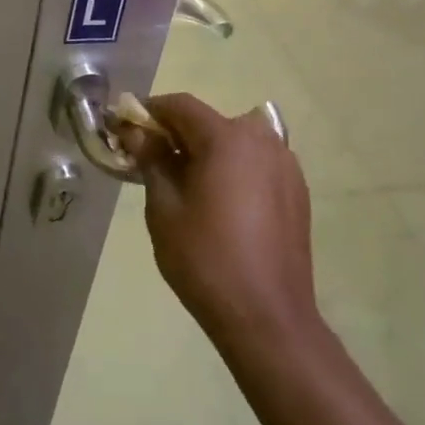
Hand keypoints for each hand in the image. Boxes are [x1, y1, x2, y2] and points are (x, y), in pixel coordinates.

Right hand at [118, 93, 321, 349]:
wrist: (268, 318)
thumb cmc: (205, 259)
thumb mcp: (164, 208)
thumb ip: (152, 160)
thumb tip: (137, 132)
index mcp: (228, 138)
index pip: (181, 106)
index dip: (150, 112)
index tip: (128, 128)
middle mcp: (263, 140)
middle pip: (210, 122)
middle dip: (179, 135)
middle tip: (153, 162)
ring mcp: (286, 165)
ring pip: (236, 142)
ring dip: (208, 152)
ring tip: (187, 185)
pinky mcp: (297, 191)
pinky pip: (257, 164)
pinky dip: (234, 170)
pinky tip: (221, 204)